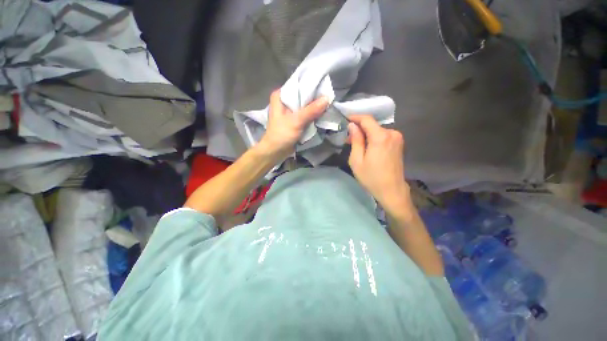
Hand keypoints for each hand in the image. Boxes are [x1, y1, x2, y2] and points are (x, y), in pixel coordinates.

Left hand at [257, 90, 328, 158]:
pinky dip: (312, 115)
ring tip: (327, 104)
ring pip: (304, 105)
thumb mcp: (296, 121)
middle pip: (302, 95)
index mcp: (280, 96)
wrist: (275, 152)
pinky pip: (305, 114)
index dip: (311, 85)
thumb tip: (327, 98)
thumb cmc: (282, 135)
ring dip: (314, 107)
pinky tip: (321, 113)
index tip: (324, 86)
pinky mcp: (294, 120)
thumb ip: (311, 110)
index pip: (298, 84)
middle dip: (314, 97)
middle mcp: (284, 101)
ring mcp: (289, 111)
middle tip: (328, 96)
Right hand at [348, 115, 411, 212]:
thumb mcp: (357, 160)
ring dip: (366, 134)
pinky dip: (373, 138)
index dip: (355, 117)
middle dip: (359, 129)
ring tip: (356, 145)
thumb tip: (352, 126)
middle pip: (372, 125)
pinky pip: (383, 136)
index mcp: (380, 137)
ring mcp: (397, 138)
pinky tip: (367, 147)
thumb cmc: (371, 177)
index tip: (345, 120)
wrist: (392, 191)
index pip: (367, 119)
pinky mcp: (399, 144)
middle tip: (348, 139)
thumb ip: (355, 140)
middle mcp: (392, 133)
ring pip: (377, 130)